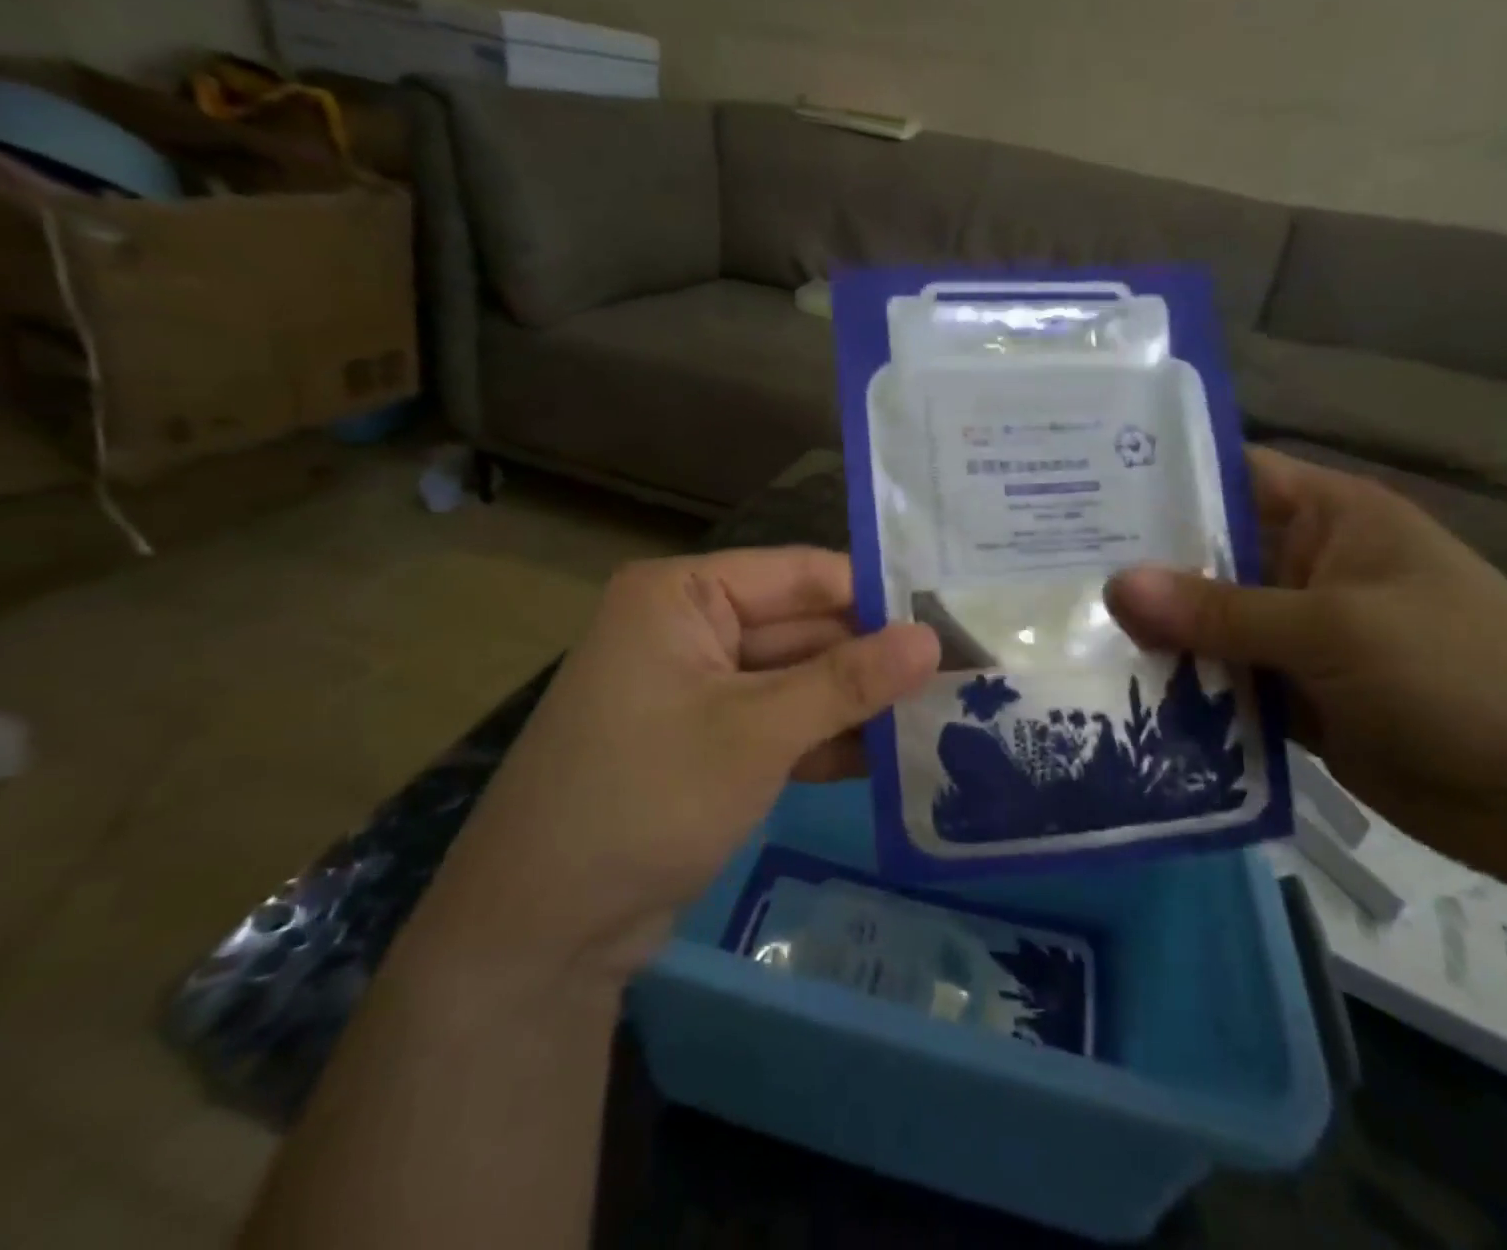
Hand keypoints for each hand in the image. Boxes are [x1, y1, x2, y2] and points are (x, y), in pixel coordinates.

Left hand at [415, 548, 938, 980]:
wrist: (543, 931)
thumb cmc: (646, 798)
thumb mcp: (756, 732)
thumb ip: (847, 681)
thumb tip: (933, 638)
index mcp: (683, 595)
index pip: (800, 574)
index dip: (875, 594)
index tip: (951, 616)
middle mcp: (691, 628)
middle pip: (803, 628)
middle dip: (873, 657)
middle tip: (963, 671)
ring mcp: (701, 689)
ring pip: (798, 680)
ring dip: (857, 703)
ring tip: (943, 712)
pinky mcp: (710, 743)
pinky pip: (781, 724)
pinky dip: (827, 740)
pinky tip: (893, 757)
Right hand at [1105, 448, 1506, 906]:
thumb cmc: (1465, 674)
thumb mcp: (1337, 629)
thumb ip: (1220, 611)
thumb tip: (1113, 586)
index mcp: (1328, 518)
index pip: (1228, 476)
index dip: (1158, 479)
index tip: (1076, 488)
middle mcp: (1303, 568)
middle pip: (1203, 556)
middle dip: (1136, 566)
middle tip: (1045, 567)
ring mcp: (1295, 637)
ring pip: (1204, 626)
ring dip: (1151, 635)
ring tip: (1061, 632)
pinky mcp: (1292, 698)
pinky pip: (1222, 684)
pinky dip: (1181, 691)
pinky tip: (1114, 695)